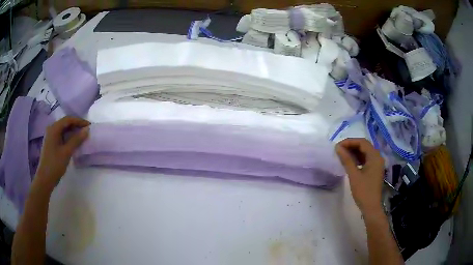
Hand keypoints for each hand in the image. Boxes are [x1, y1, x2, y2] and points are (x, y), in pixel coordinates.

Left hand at [33, 116, 89, 190]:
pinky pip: (61, 135)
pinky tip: (74, 142)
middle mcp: (51, 129)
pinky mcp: (51, 143)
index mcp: (54, 129)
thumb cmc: (55, 164)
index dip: (79, 121)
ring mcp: (50, 136)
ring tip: (82, 135)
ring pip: (63, 129)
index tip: (89, 125)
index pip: (68, 119)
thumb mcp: (66, 152)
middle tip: (86, 130)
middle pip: (65, 123)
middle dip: (76, 125)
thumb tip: (87, 130)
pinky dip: (68, 136)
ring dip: (73, 131)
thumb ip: (76, 140)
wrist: (45, 178)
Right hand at [335, 138, 384, 214]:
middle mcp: (378, 157)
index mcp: (375, 156)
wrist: (371, 207)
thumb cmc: (363, 191)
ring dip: (354, 152)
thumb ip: (347, 160)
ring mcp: (377, 163)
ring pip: (365, 152)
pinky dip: (358, 158)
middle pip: (364, 146)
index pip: (362, 142)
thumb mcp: (354, 175)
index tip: (338, 146)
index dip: (349, 142)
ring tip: (343, 155)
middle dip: (352, 146)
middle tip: (339, 150)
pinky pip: (366, 159)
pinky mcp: (375, 169)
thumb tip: (338, 147)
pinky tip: (351, 162)